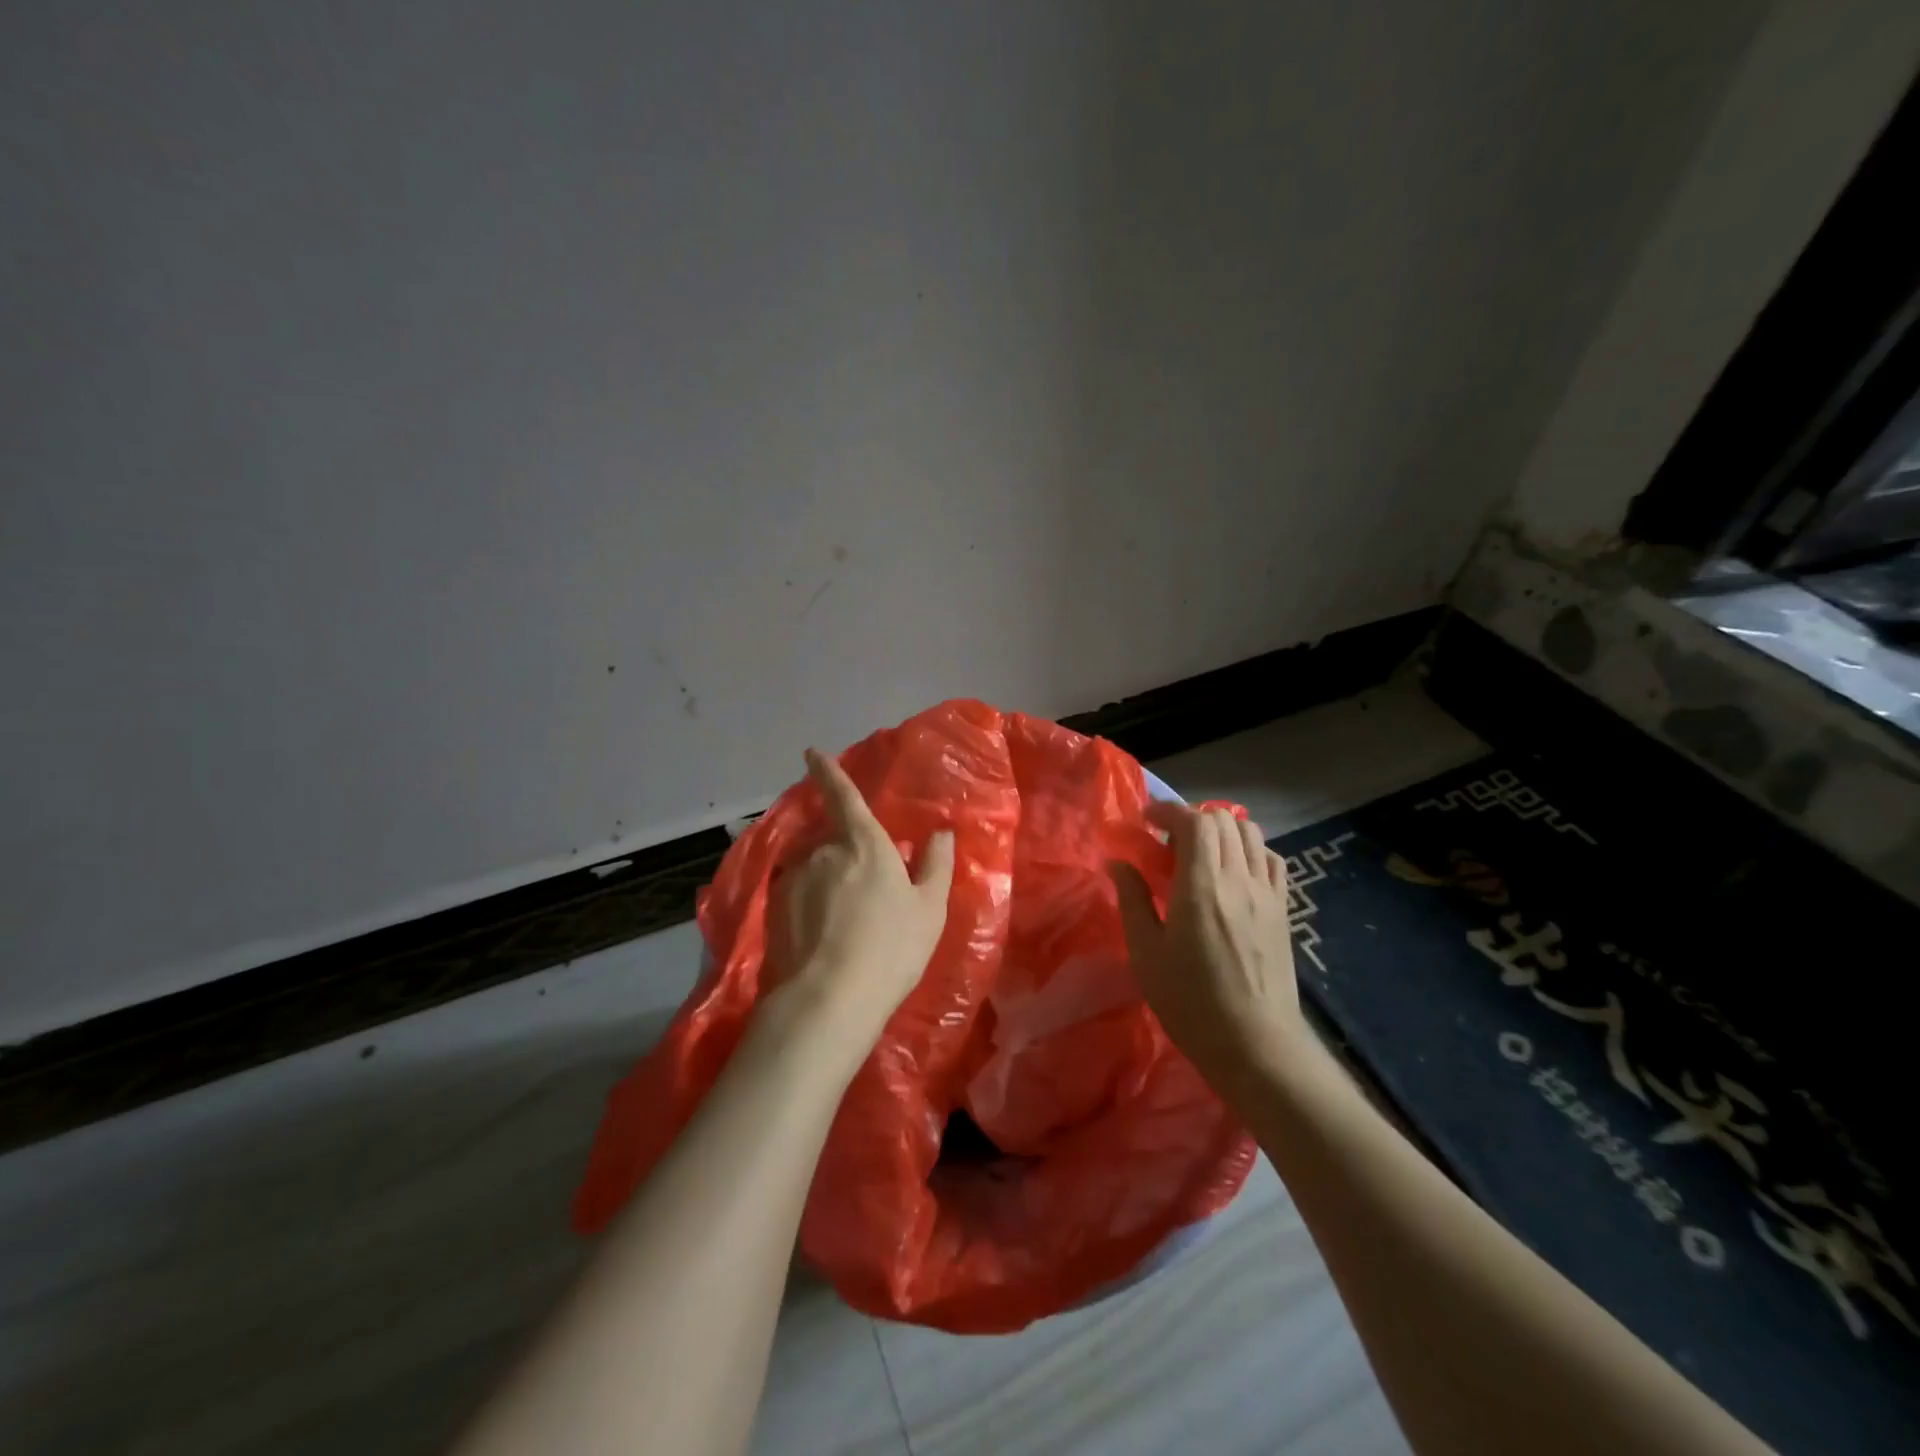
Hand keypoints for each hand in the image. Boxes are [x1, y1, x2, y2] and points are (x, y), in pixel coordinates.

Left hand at [762, 747, 955, 1050]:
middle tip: (865, 895)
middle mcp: (824, 851)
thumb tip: (941, 832)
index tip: (811, 754)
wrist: (829, 999)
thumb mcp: (929, 909)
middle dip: (846, 857)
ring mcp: (795, 878)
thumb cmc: (891, 949)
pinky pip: (796, 894)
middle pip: (834, 843)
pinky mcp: (773, 907)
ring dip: (826, 884)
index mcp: (864, 844)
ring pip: (814, 870)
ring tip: (843, 926)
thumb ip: (936, 865)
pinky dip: (808, 905)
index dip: (828, 772)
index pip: (844, 797)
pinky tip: (821, 938)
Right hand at [1109, 803, 1302, 1077]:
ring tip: (1199, 854)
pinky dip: (1248, 849)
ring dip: (1221, 830)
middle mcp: (1239, 879)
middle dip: (1191, 818)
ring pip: (1250, 833)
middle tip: (1166, 842)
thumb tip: (1118, 862)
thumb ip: (1132, 900)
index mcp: (1202, 887)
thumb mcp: (1146, 954)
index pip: (1195, 821)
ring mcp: (1267, 893)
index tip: (1146, 820)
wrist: (1256, 1045)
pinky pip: (1270, 859)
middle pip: (1223, 820)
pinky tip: (1232, 872)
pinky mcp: (1282, 909)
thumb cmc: (1190, 1002)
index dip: (1169, 811)